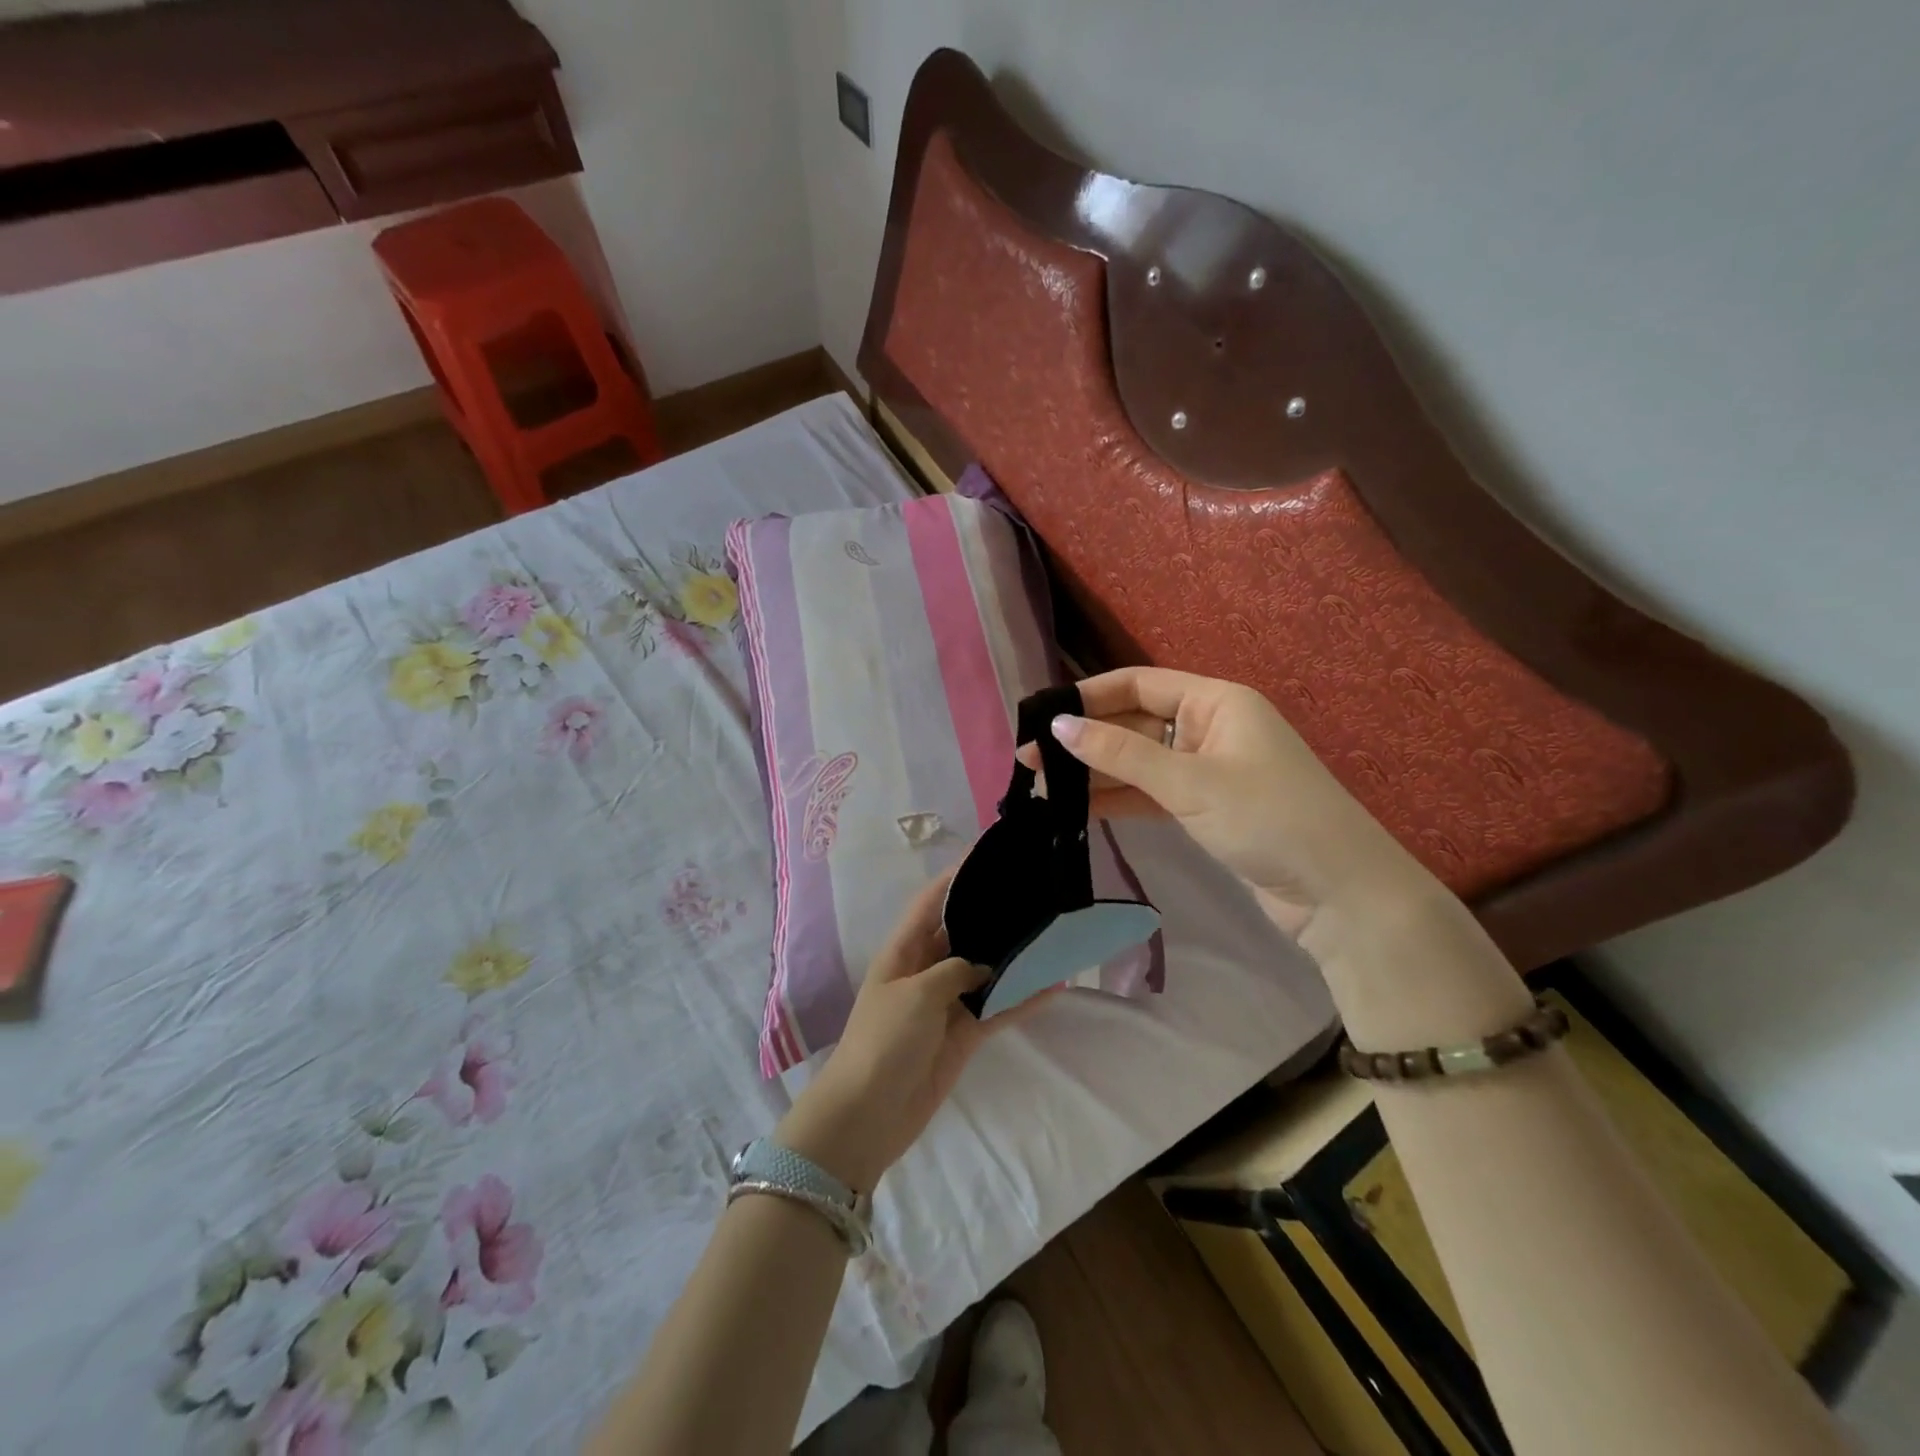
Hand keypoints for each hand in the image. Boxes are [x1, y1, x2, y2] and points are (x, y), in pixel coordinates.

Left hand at [775, 873, 1055, 1192]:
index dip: (955, 876)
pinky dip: (1020, 1000)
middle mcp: (925, 970)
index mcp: (903, 951)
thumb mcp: (916, 993)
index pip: (930, 902)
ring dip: (1012, 958)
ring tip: (1049, 934)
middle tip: (1031, 893)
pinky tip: (1052, 987)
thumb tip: (982, 966)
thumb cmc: (884, 1041)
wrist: (869, 1114)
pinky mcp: (961, 1035)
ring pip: (984, 971)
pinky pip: (995, 1010)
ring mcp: (945, 1004)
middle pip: (962, 933)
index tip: (986, 853)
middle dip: (990, 915)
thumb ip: (954, 970)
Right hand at [1040, 667, 1441, 935]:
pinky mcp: (1206, 809)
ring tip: (1043, 788)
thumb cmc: (1269, 818)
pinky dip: (1118, 799)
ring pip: (1139, 762)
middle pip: (1135, 723)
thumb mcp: (1190, 782)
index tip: (1042, 715)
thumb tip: (1058, 726)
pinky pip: (1151, 793)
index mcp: (1217, 702)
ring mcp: (1208, 770)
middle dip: (1086, 740)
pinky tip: (1078, 810)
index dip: (1089, 696)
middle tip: (1030, 760)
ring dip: (1096, 773)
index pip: (1140, 683)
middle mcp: (1210, 728)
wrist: (1339, 894)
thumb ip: (1121, 754)